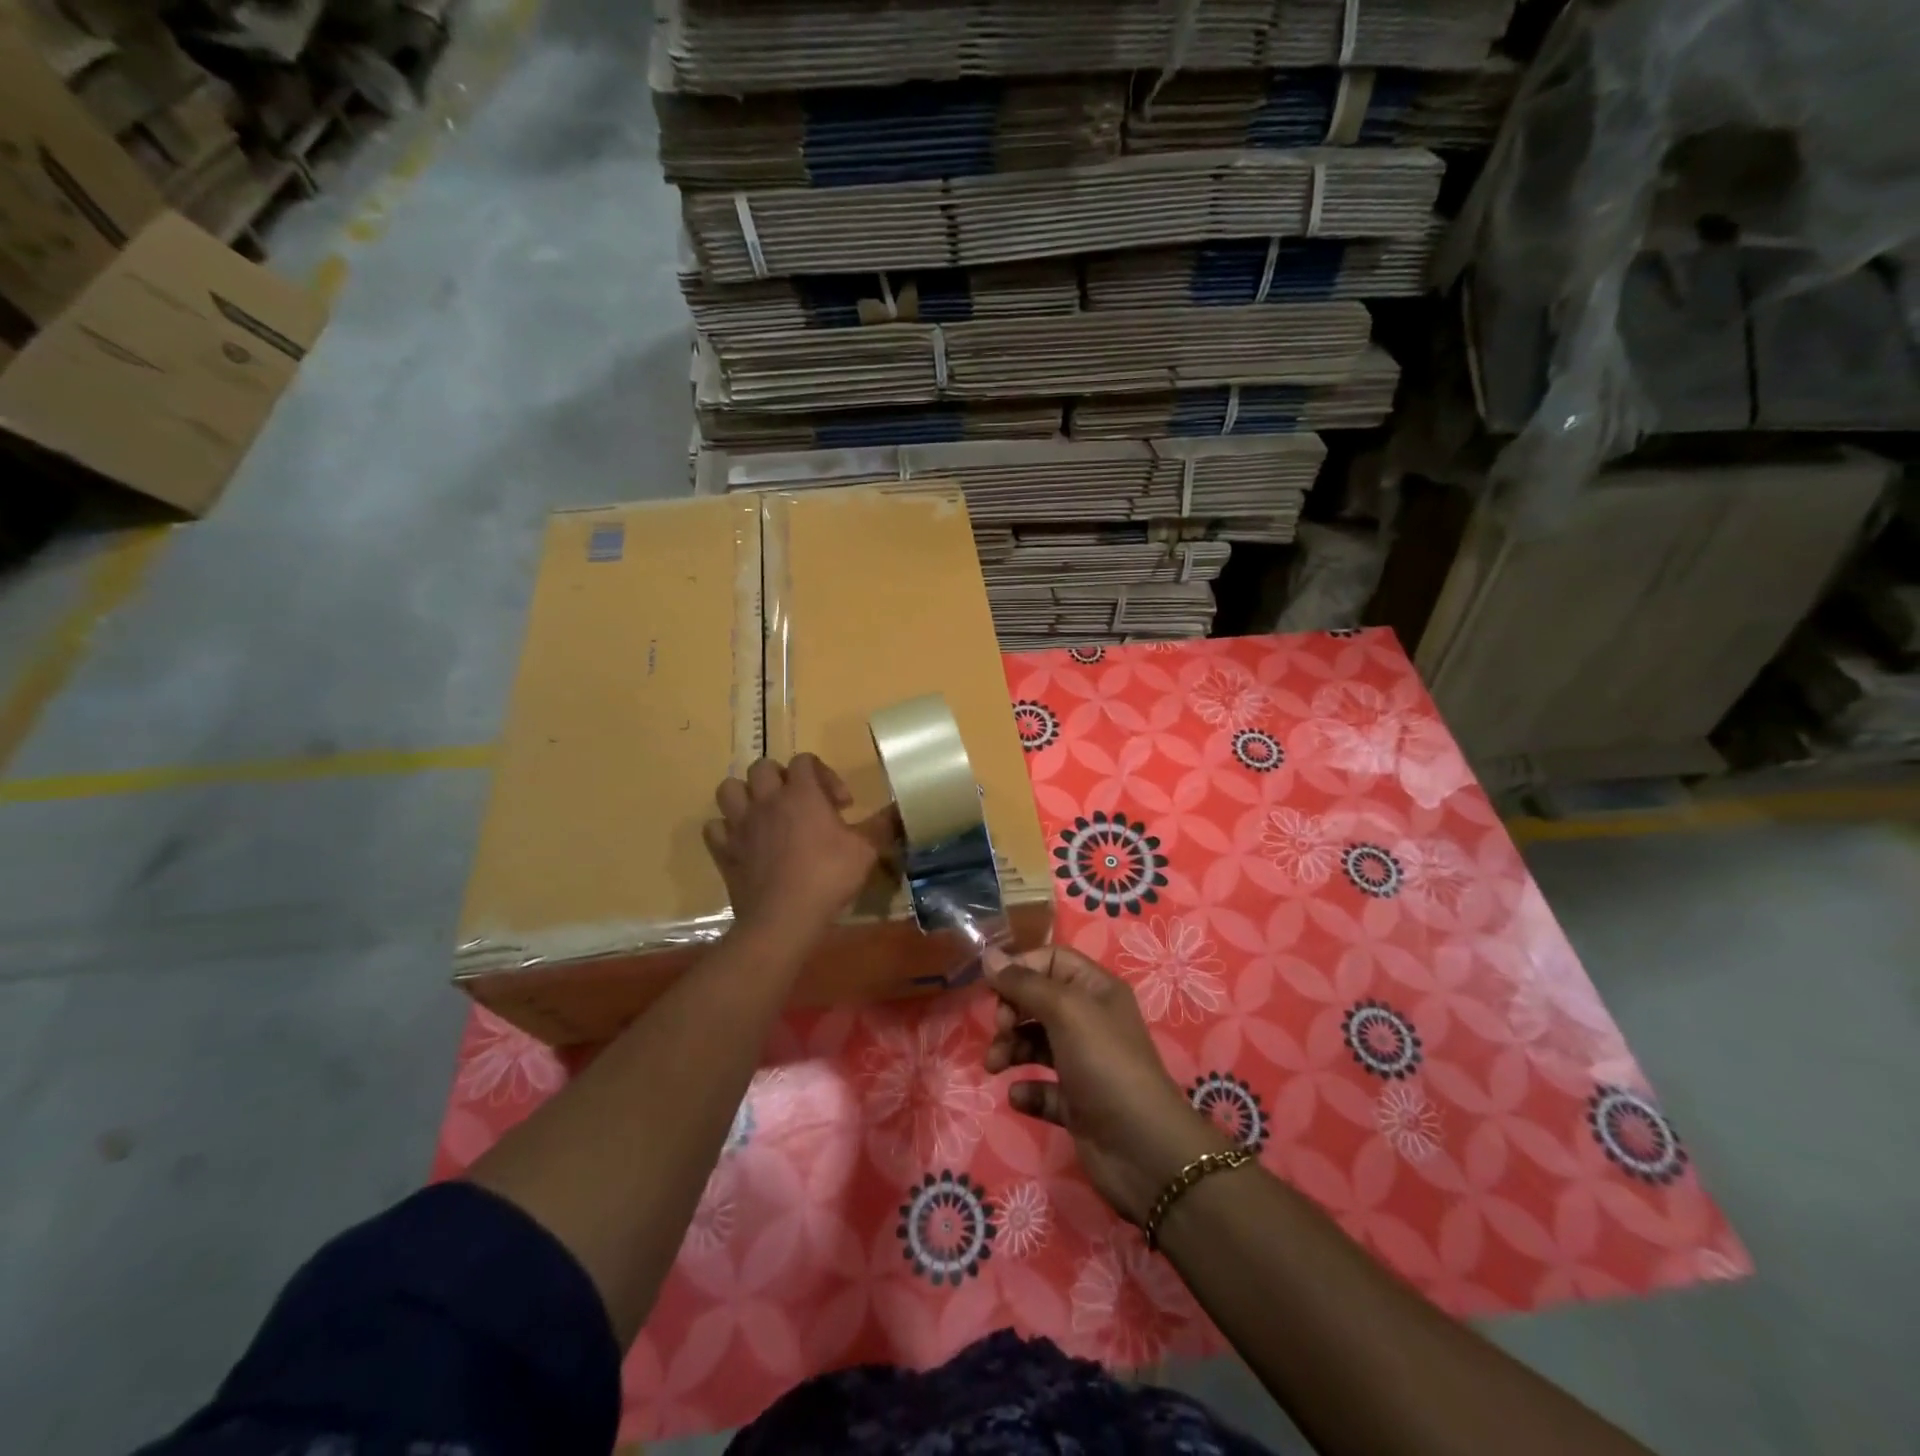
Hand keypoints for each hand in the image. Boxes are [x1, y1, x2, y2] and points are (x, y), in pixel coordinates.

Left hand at [704, 754, 898, 940]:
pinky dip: (727, 830)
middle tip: (800, 803)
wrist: (783, 918)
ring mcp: (740, 824)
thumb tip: (900, 808)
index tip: (841, 804)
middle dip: (781, 778)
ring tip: (764, 813)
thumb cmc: (828, 877)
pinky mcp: (724, 850)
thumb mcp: (866, 850)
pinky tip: (743, 841)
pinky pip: (715, 827)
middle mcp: (767, 800)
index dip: (824, 775)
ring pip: (730, 789)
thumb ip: (882, 825)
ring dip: (746, 795)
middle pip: (762, 767)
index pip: (805, 760)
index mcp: (802, 793)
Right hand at [984, 945, 1230, 1224]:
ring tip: (994, 1066)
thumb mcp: (1065, 1010)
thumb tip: (988, 955)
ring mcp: (1083, 1062)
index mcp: (1096, 989)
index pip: (1051, 960)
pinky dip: (1026, 1089)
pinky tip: (1019, 1096)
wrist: (1142, 1149)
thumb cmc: (1105, 1063)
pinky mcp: (1075, 1102)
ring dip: (1010, 1049)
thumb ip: (1024, 983)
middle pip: (1038, 1000)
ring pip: (1035, 1043)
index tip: (994, 988)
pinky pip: (1041, 1087)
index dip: (1021, 969)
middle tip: (1000, 1030)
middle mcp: (1090, 1020)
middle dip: (1011, 1012)